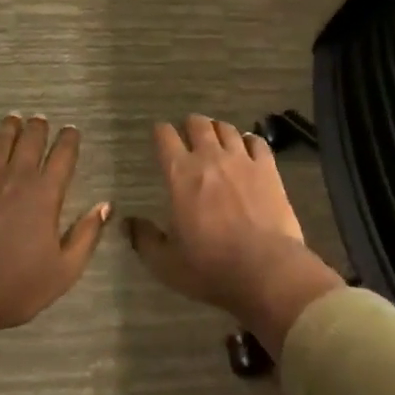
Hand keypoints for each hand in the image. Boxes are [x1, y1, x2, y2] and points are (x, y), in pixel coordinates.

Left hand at [0, 115, 111, 357]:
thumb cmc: (14, 287)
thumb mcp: (63, 271)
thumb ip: (86, 235)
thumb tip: (105, 205)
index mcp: (45, 193)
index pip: (63, 155)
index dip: (69, 140)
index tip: (71, 131)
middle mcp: (17, 175)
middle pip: (31, 140)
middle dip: (39, 127)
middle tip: (41, 119)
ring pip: (1, 140)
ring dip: (10, 126)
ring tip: (14, 118)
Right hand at [125, 115, 344, 357]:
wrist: (265, 270)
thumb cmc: (210, 268)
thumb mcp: (166, 263)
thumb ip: (144, 239)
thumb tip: (126, 223)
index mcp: (180, 174)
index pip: (165, 137)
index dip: (161, 132)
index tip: (160, 136)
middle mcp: (210, 157)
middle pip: (197, 123)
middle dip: (190, 125)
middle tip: (189, 136)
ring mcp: (242, 159)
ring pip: (226, 128)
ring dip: (218, 130)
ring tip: (217, 139)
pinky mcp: (268, 168)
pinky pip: (256, 141)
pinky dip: (249, 141)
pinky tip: (248, 149)